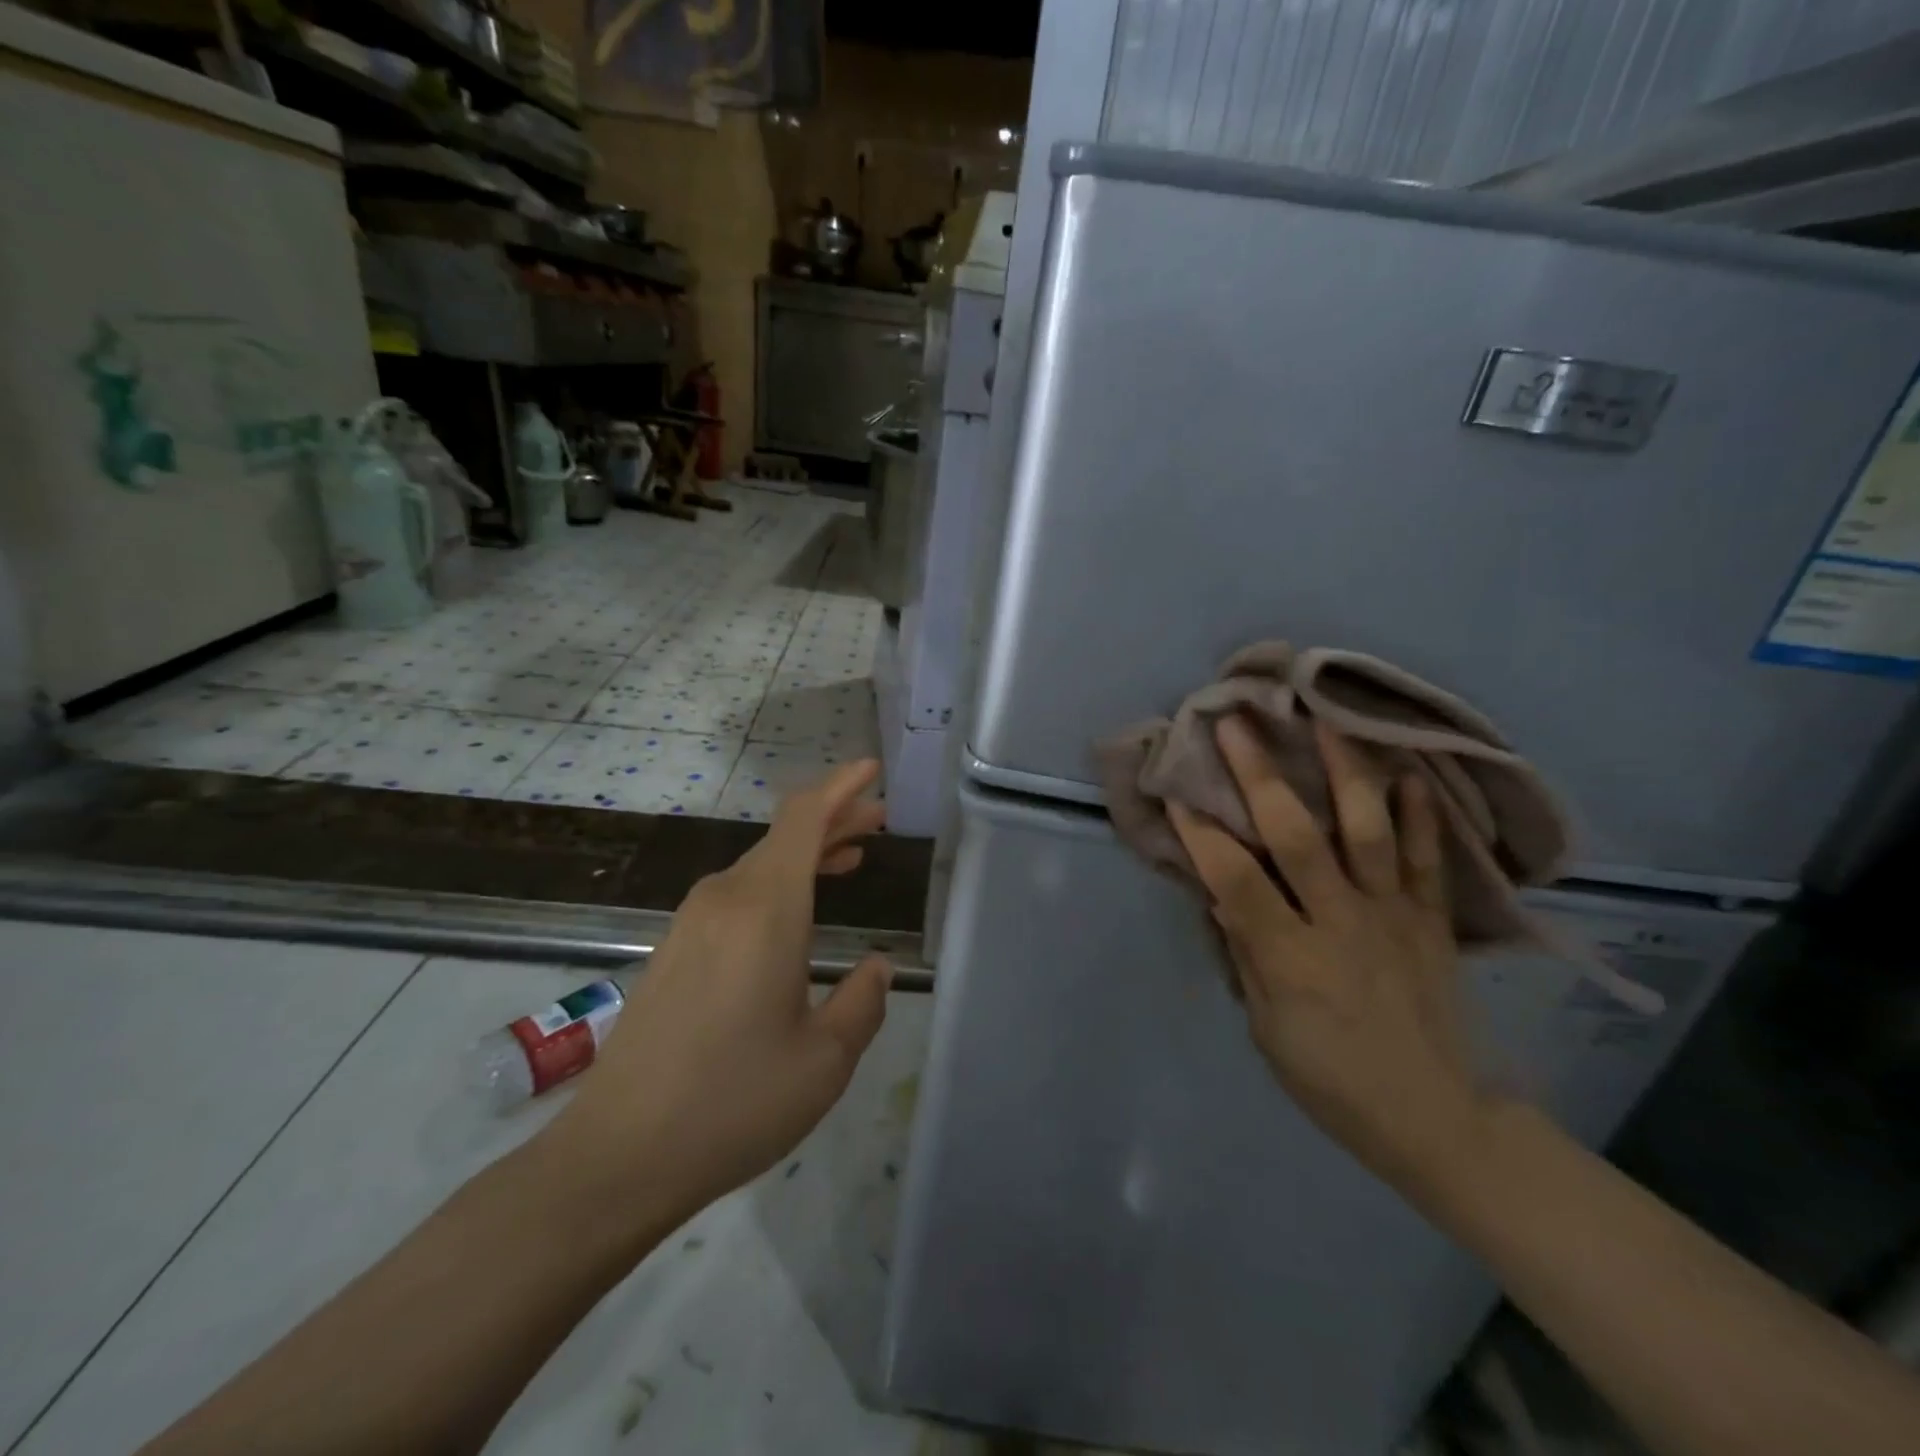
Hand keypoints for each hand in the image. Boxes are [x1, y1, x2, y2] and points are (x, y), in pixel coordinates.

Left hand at [542, 760, 892, 1231]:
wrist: (617, 1156)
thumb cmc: (733, 1103)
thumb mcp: (824, 1061)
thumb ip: (862, 1002)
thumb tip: (876, 967)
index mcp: (765, 909)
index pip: (803, 819)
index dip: (840, 787)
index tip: (872, 770)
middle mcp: (725, 899)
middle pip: (785, 837)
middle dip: (834, 819)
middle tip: (879, 819)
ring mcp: (692, 922)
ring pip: (761, 865)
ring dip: (807, 855)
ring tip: (851, 858)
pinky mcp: (674, 949)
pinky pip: (738, 894)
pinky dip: (778, 885)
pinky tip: (798, 913)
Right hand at [1169, 718, 1487, 1193]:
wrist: (1437, 1118)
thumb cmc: (1331, 1080)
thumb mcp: (1267, 1029)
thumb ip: (1244, 954)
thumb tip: (1216, 893)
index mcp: (1291, 959)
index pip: (1236, 880)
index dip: (1201, 832)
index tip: (1176, 788)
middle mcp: (1341, 923)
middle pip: (1297, 837)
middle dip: (1260, 775)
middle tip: (1236, 723)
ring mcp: (1393, 916)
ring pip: (1368, 830)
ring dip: (1344, 771)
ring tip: (1326, 721)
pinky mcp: (1432, 920)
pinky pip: (1428, 858)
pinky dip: (1420, 814)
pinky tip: (1407, 773)